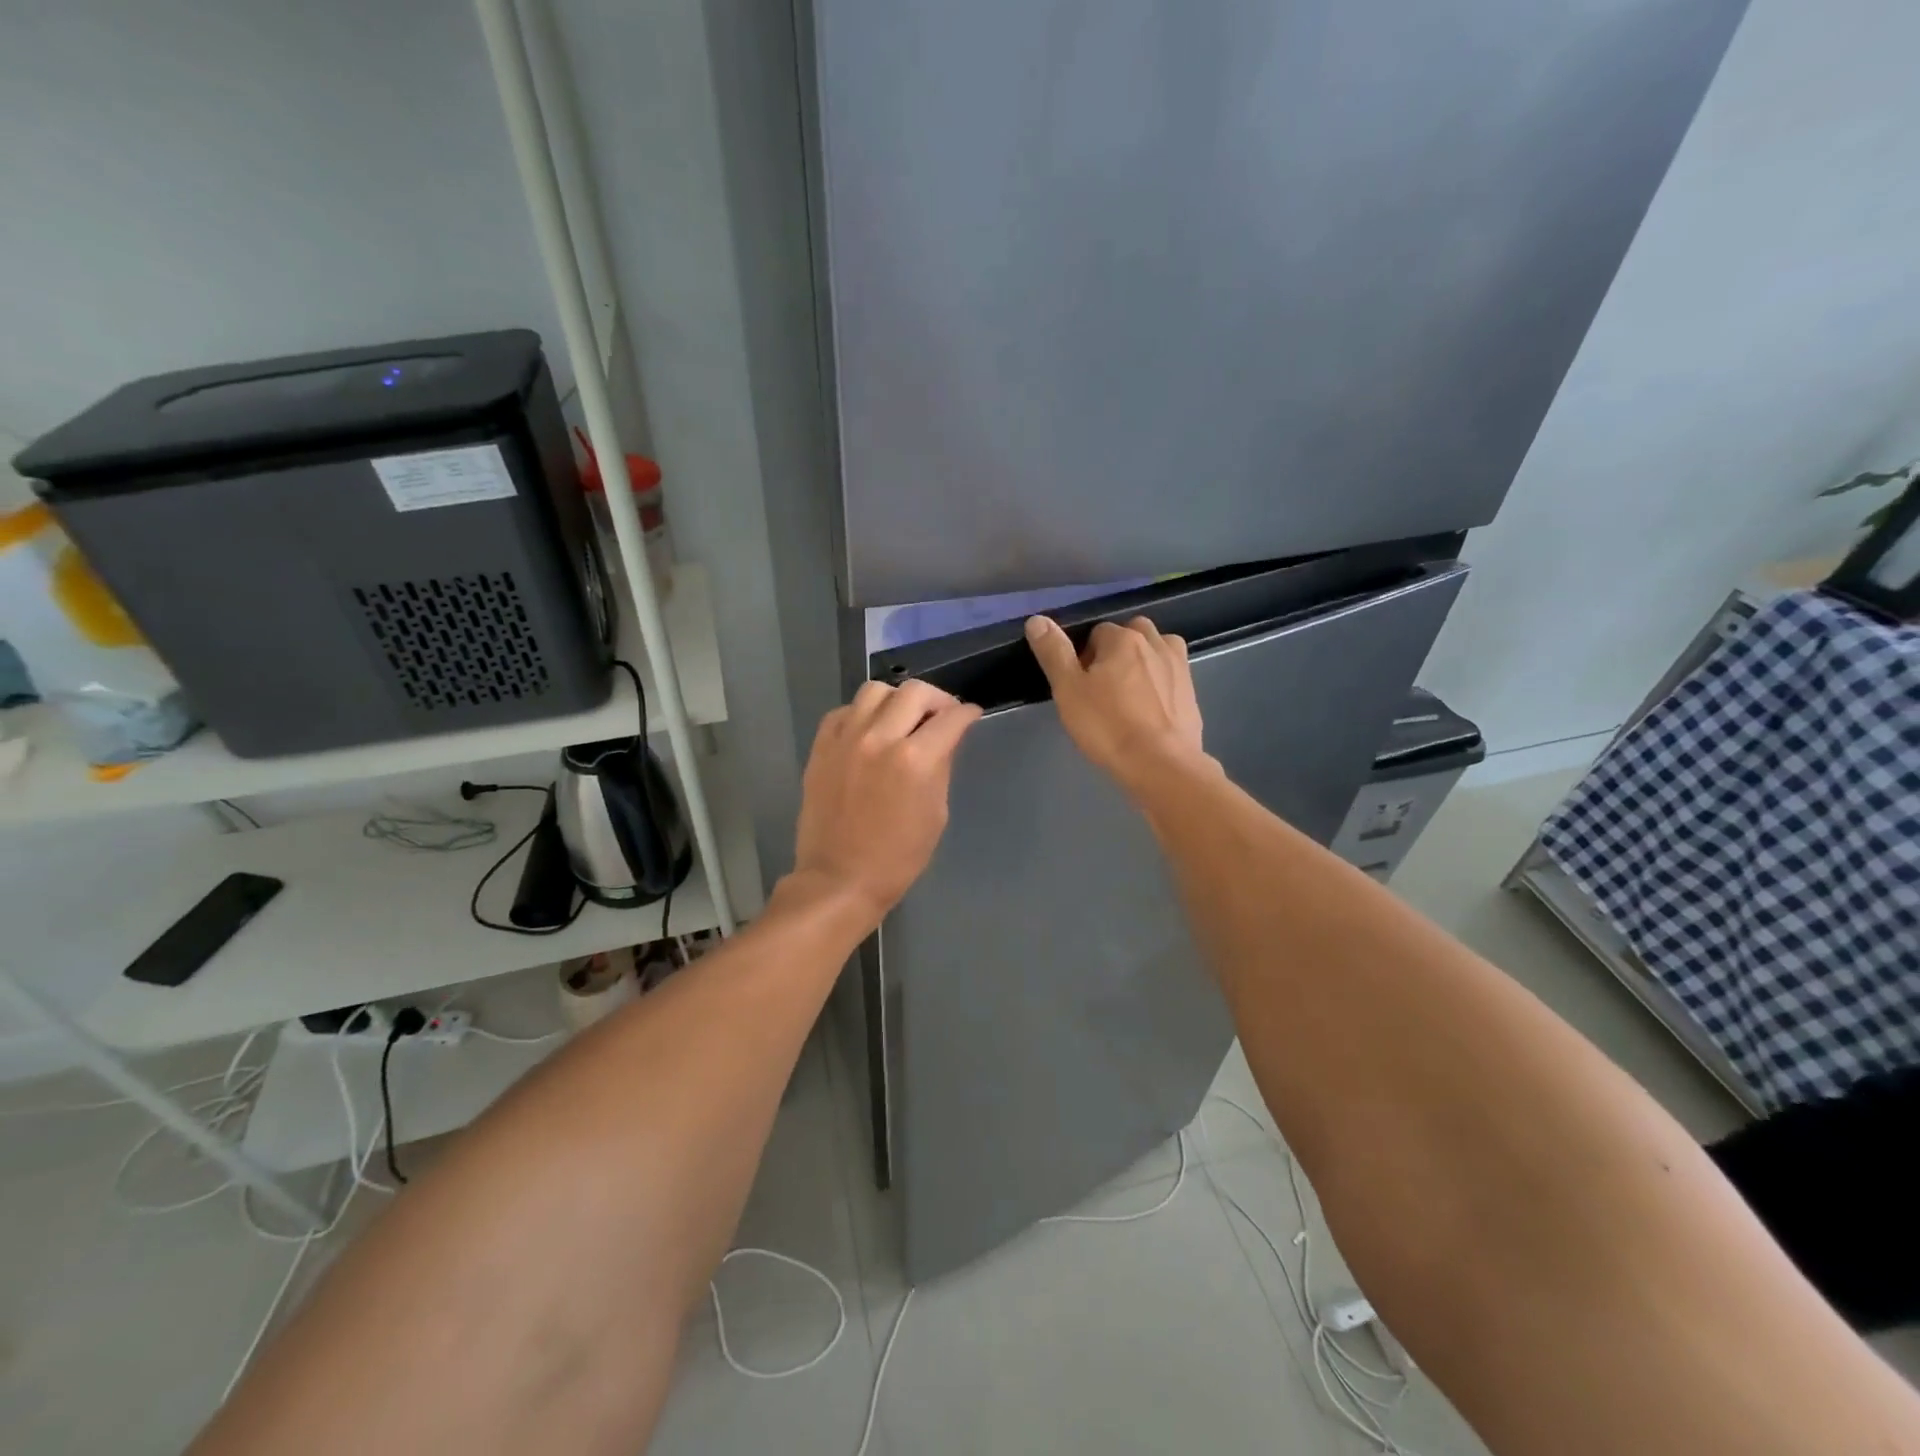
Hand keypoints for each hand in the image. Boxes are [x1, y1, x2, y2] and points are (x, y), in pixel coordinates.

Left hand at [790, 679, 982, 924]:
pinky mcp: (821, 747)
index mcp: (915, 760)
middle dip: (937, 699)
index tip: (971, 715)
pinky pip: (844, 711)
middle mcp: (880, 738)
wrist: (840, 878)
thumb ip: (941, 767)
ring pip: (875, 691)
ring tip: (902, 718)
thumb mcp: (936, 813)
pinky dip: (862, 714)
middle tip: (941, 716)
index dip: (967, 713)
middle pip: (915, 692)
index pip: (951, 718)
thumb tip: (946, 738)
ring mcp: (846, 739)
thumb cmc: (898, 857)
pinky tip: (869, 732)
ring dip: (897, 700)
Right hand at [1024, 615, 1206, 792]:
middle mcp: (1156, 643)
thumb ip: (1054, 653)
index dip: (1085, 657)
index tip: (1080, 685)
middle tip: (1103, 689)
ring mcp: (1179, 667)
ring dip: (1143, 662)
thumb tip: (1037, 620)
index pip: (1097, 632)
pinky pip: (1171, 676)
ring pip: (1156, 651)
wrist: (1161, 765)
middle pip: (1131, 635)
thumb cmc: (1108, 726)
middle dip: (1117, 652)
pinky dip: (1160, 685)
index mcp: (1123, 639)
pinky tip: (1150, 711)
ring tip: (1129, 695)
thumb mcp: (1069, 691)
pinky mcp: (1193, 693)